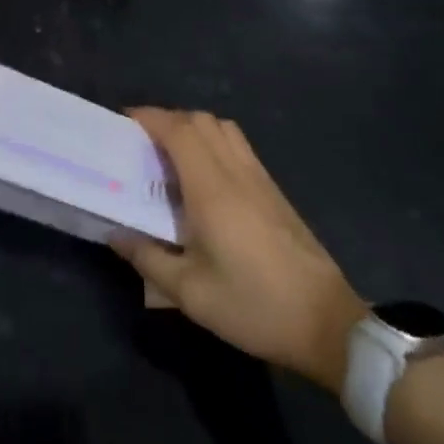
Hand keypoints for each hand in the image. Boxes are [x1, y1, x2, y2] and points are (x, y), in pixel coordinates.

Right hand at [113, 109, 364, 393]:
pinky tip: (204, 178)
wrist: (328, 325)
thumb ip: (147, 258)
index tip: (123, 122)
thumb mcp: (190, 293)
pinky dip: (214, 143)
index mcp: (212, 190)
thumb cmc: (254, 306)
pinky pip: (238, 147)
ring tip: (170, 155)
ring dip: (193, 128)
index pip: (178, 131)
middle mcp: (236, 173)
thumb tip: (115, 233)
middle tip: (142, 142)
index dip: (149, 117)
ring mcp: (260, 179)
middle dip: (167, 120)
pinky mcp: (274, 192)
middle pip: (200, 121)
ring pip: (223, 129)